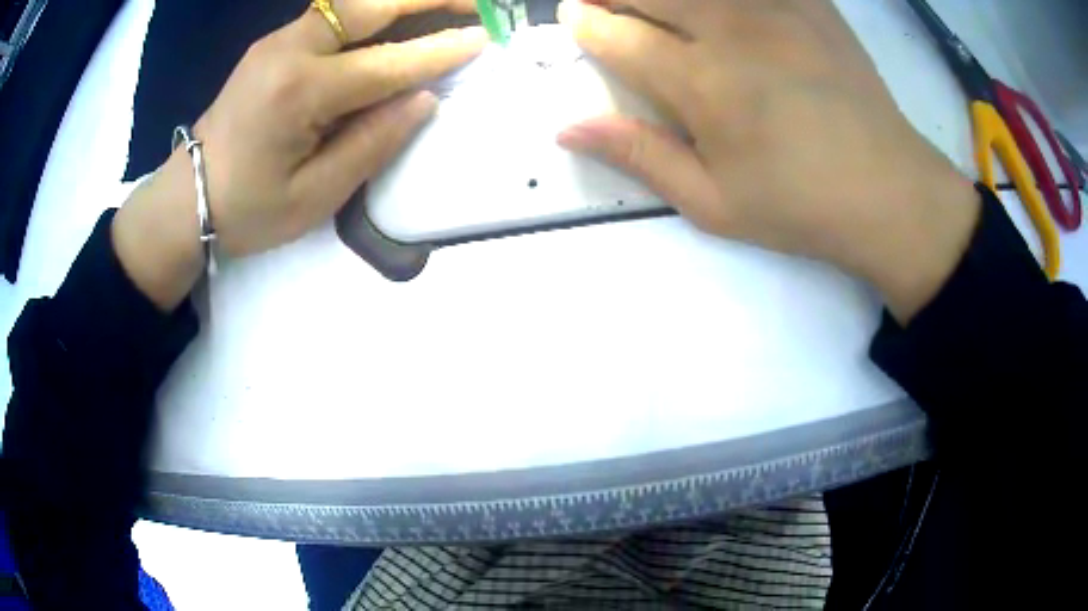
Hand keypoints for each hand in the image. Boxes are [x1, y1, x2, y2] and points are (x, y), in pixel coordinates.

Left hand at [113, 0, 486, 309]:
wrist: (186, 197)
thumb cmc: (248, 209)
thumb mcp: (314, 196)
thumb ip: (371, 144)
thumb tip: (423, 100)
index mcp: (299, 93)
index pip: (385, 64)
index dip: (438, 52)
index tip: (483, 39)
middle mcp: (289, 50)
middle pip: (370, 5)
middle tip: (474, 3)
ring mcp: (278, 40)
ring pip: (351, 2)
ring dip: (401, 0)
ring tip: (443, 5)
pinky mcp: (274, 43)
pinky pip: (333, 14)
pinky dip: (373, 10)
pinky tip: (395, 18)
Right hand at [556, 0, 980, 321]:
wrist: (889, 192)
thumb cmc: (800, 206)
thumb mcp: (713, 203)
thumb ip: (639, 155)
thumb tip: (567, 129)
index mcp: (702, 83)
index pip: (620, 36)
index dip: (587, 24)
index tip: (572, 17)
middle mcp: (732, 30)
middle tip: (600, 1)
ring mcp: (776, 9)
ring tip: (653, 4)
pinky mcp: (811, 4)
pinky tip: (721, 8)